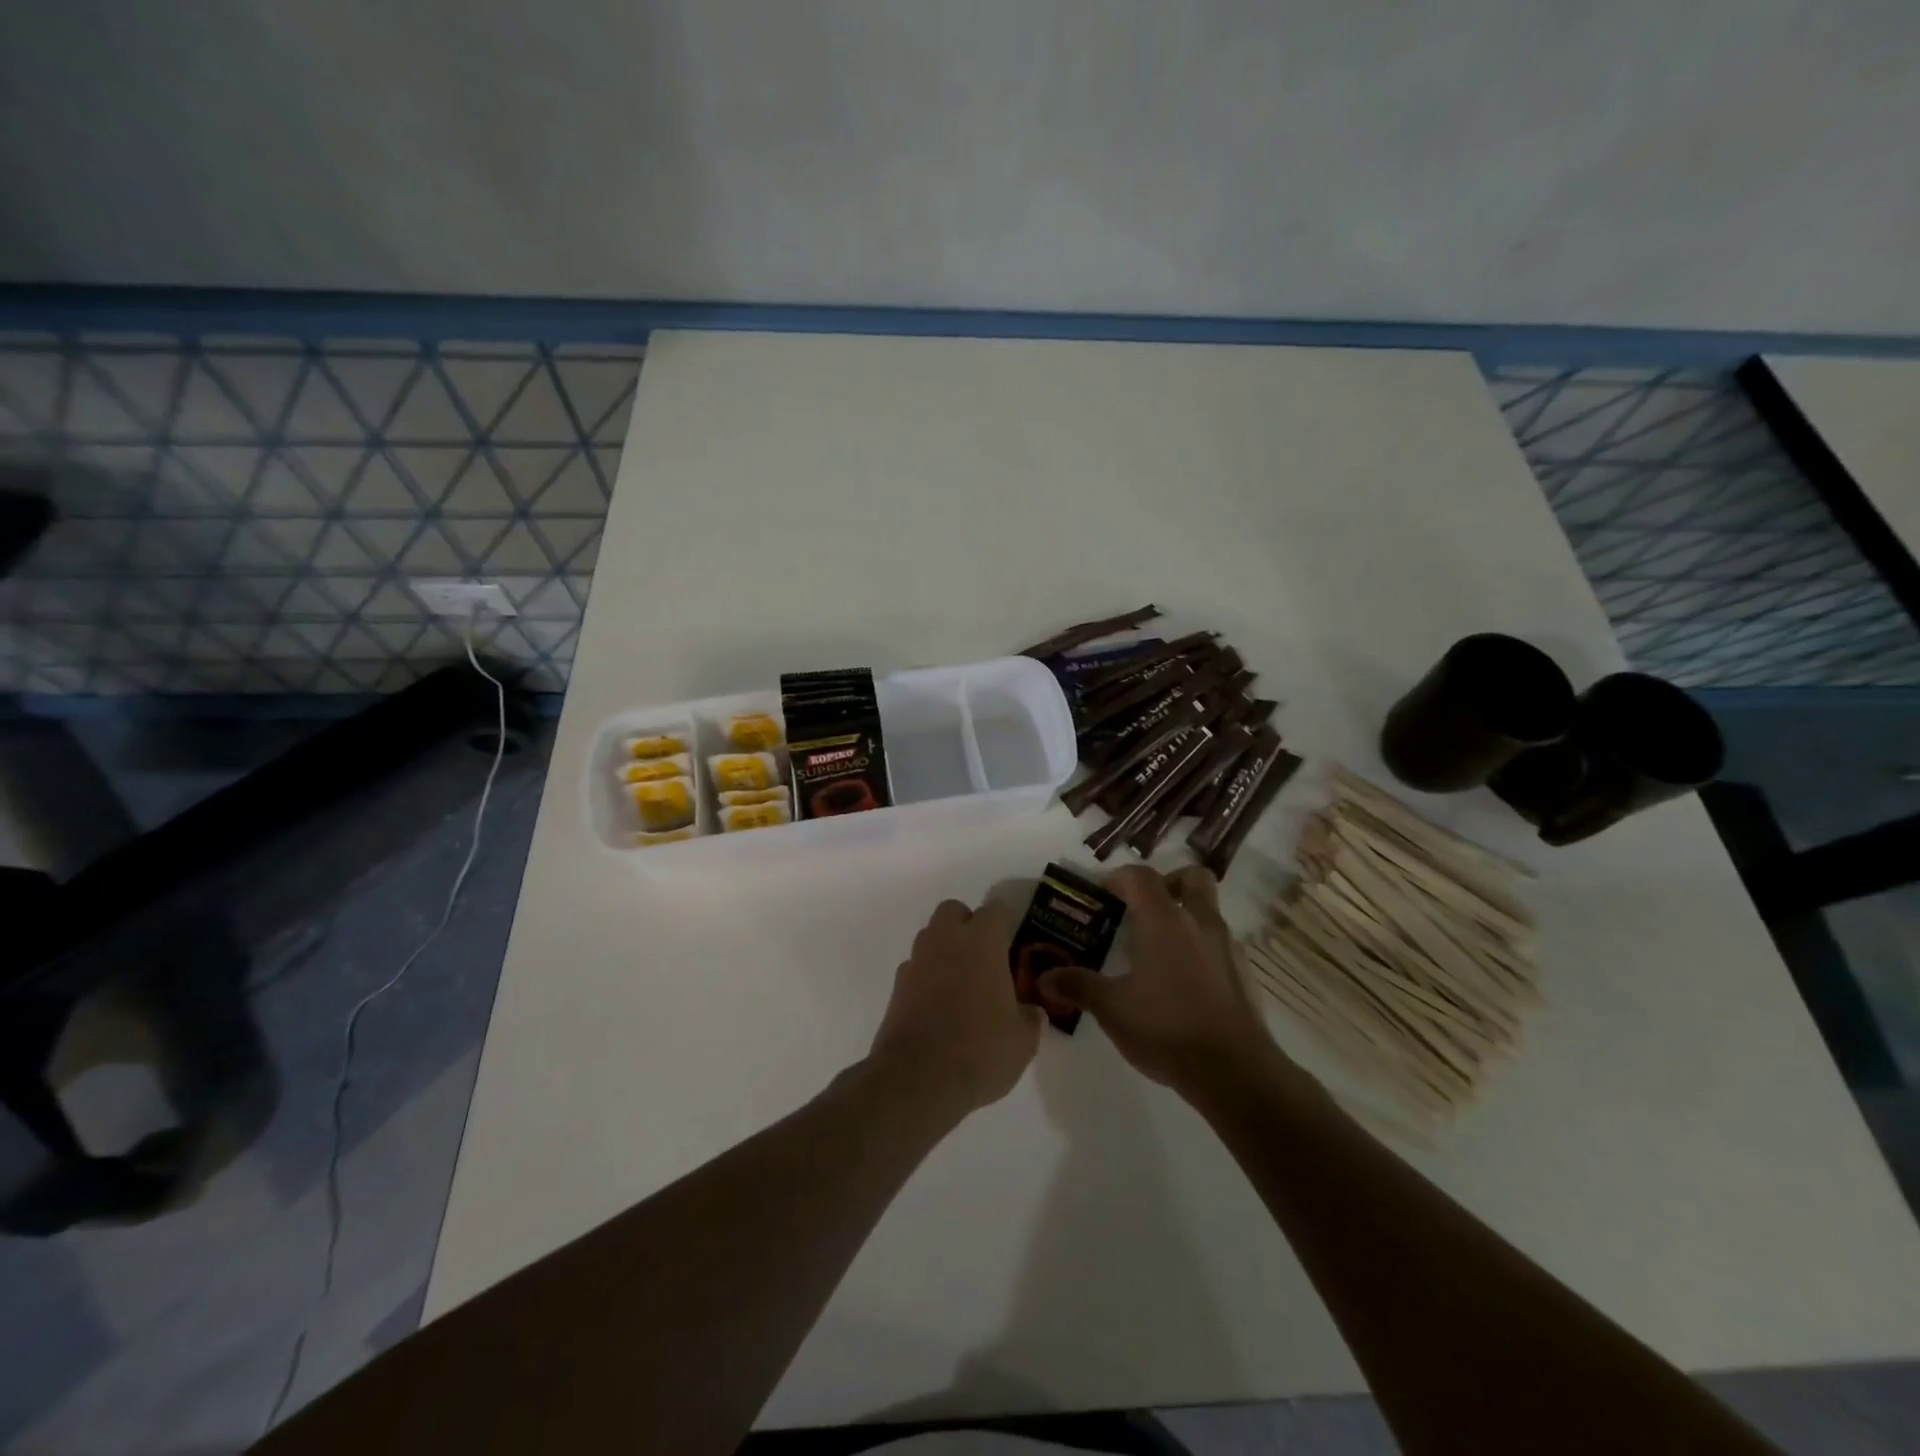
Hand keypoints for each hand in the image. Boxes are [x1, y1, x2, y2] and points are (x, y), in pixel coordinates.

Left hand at [868, 899, 1041, 1119]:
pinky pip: (916, 968)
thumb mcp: (1023, 1041)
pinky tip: (939, 1008)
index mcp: (981, 942)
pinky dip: (927, 978)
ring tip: (962, 985)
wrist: (916, 1080)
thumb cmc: (979, 1050)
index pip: (996, 910)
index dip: (1007, 923)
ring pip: (931, 937)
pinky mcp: (896, 987)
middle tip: (985, 958)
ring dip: (946, 950)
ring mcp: (916, 962)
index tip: (1015, 944)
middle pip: (954, 911)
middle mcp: (945, 941)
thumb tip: (1031, 1012)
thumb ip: (1030, 1018)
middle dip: (968, 925)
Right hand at [1037, 865, 1277, 1095]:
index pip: (1141, 876)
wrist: (1234, 1071)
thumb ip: (1078, 986)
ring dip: (1186, 916)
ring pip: (1208, 911)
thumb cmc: (1166, 1027)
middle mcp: (1199, 922)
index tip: (1102, 894)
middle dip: (1168, 882)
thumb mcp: (1112, 1009)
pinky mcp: (1243, 974)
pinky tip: (1183, 982)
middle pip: (1191, 877)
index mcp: (1164, 920)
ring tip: (1159, 949)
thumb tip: (1044, 977)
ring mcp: (1227, 947)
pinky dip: (1201, 948)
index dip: (1119, 877)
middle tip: (1144, 907)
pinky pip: (1219, 944)